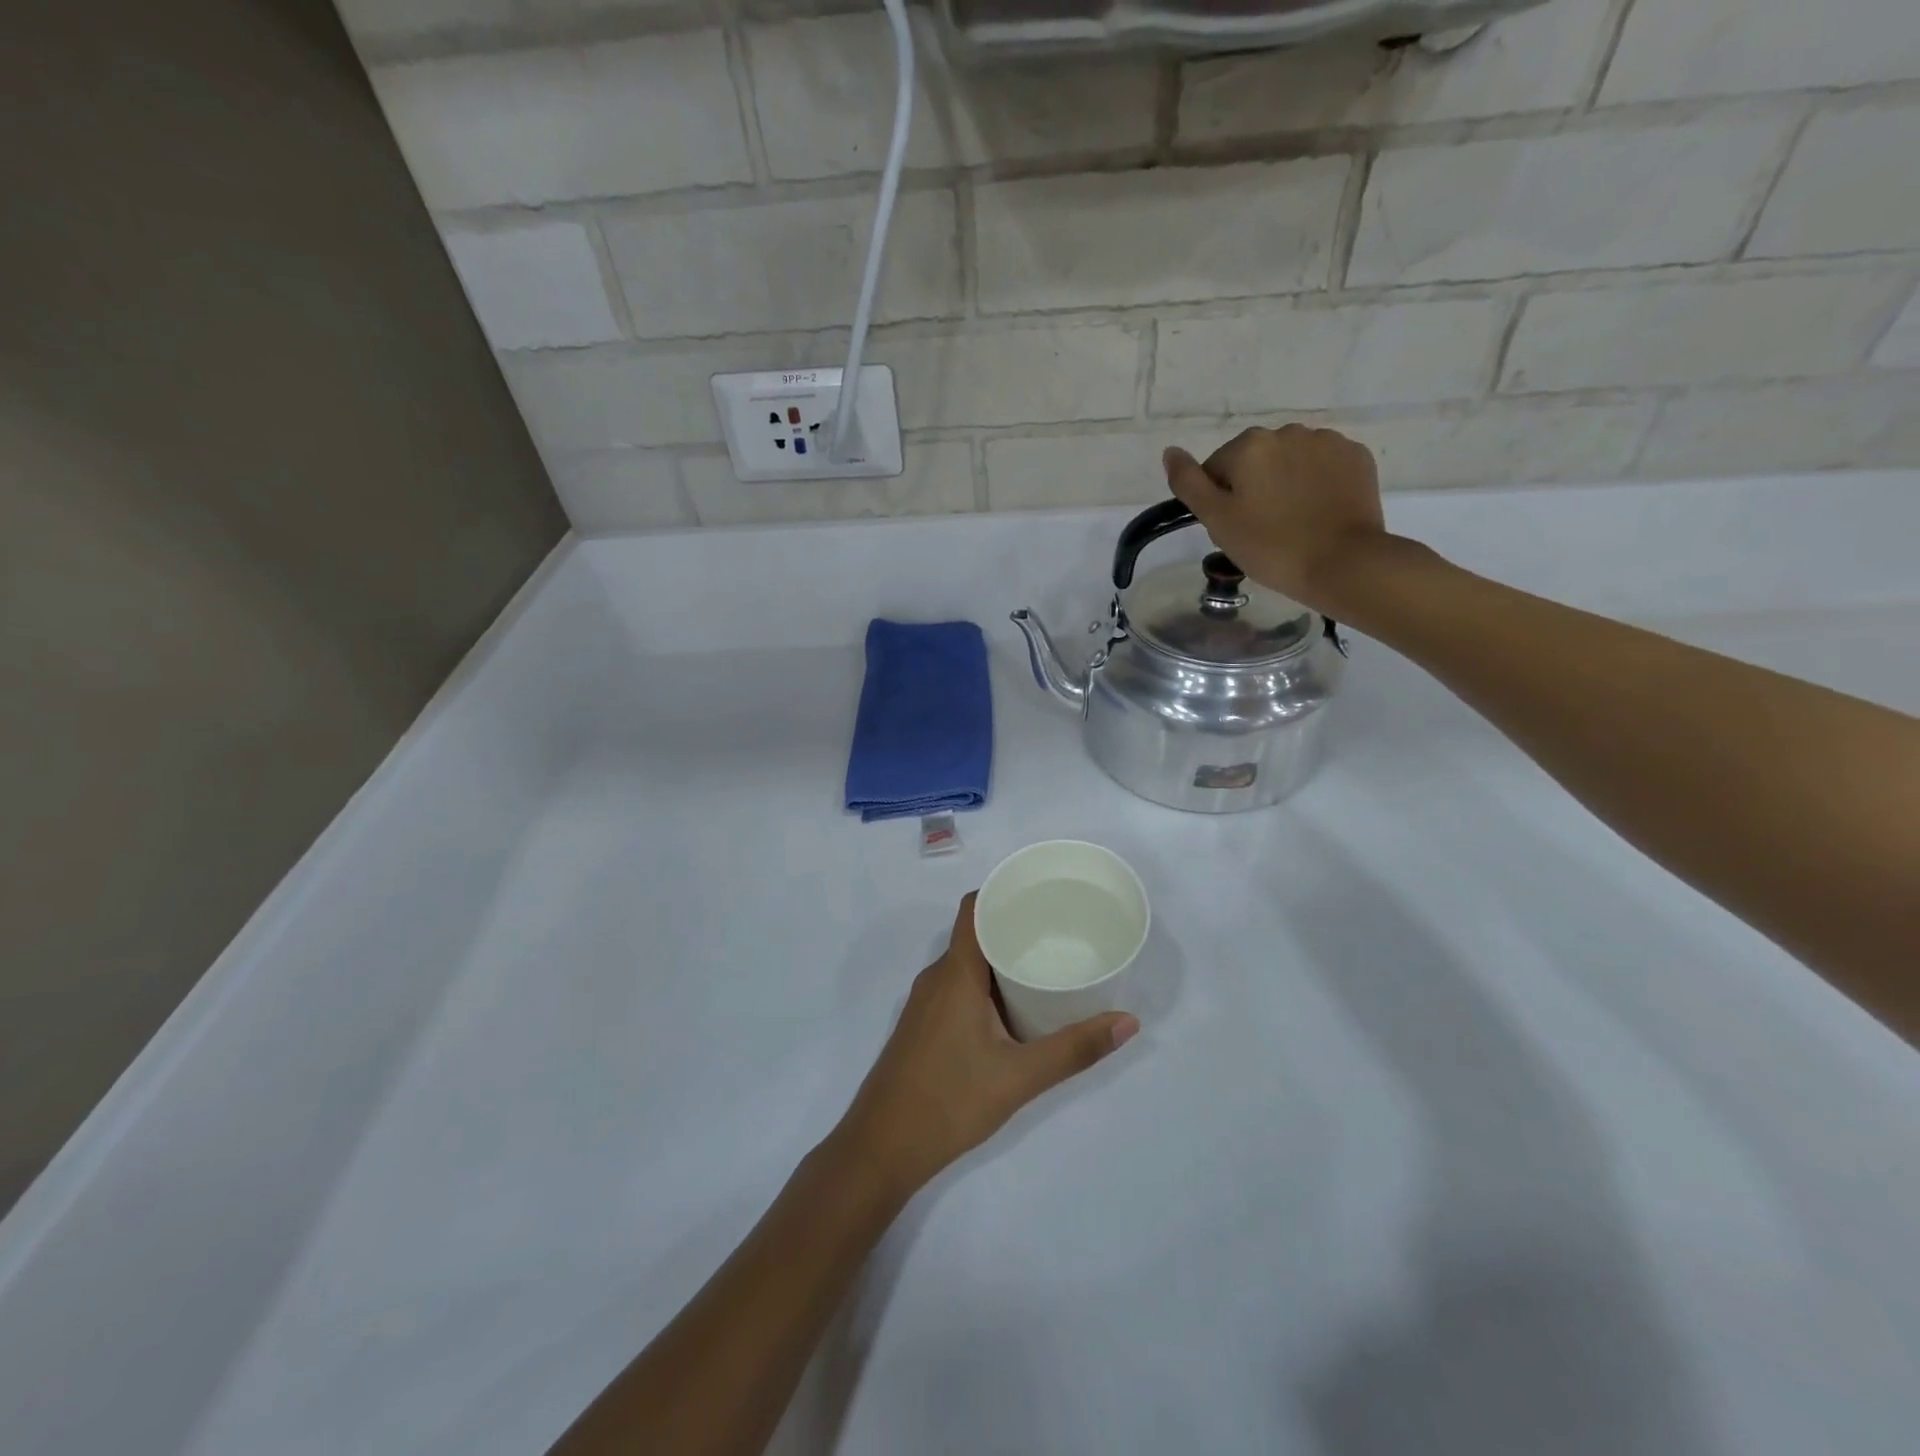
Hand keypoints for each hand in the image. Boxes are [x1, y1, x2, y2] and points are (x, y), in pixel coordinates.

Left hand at [832, 894, 1138, 1200]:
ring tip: (1044, 965)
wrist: (881, 1148)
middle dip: (1014, 927)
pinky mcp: (922, 1026)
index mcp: (955, 973)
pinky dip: (985, 984)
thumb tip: (1128, 1022)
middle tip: (1059, 932)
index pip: (974, 908)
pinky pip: (957, 987)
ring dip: (1000, 959)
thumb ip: (1074, 1049)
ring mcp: (925, 1003)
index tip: (1042, 894)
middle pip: (975, 934)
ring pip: (966, 964)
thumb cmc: (949, 1101)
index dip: (1004, 892)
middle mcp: (936, 977)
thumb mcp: (1019, 1077)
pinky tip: (1013, 1007)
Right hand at [1163, 424, 1386, 611]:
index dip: (1220, 501)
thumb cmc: (1270, 546)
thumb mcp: (1217, 520)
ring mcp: (1327, 442)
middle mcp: (1288, 432)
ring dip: (1285, 483)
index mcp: (1249, 445)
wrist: (1342, 564)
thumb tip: (1170, 452)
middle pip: (1255, 461)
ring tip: (1293, 522)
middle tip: (1261, 529)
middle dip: (1253, 488)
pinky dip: (1317, 484)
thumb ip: (1188, 483)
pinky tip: (1318, 512)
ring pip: (1290, 461)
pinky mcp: (1357, 457)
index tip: (1234, 528)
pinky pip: (1324, 466)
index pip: (1217, 469)